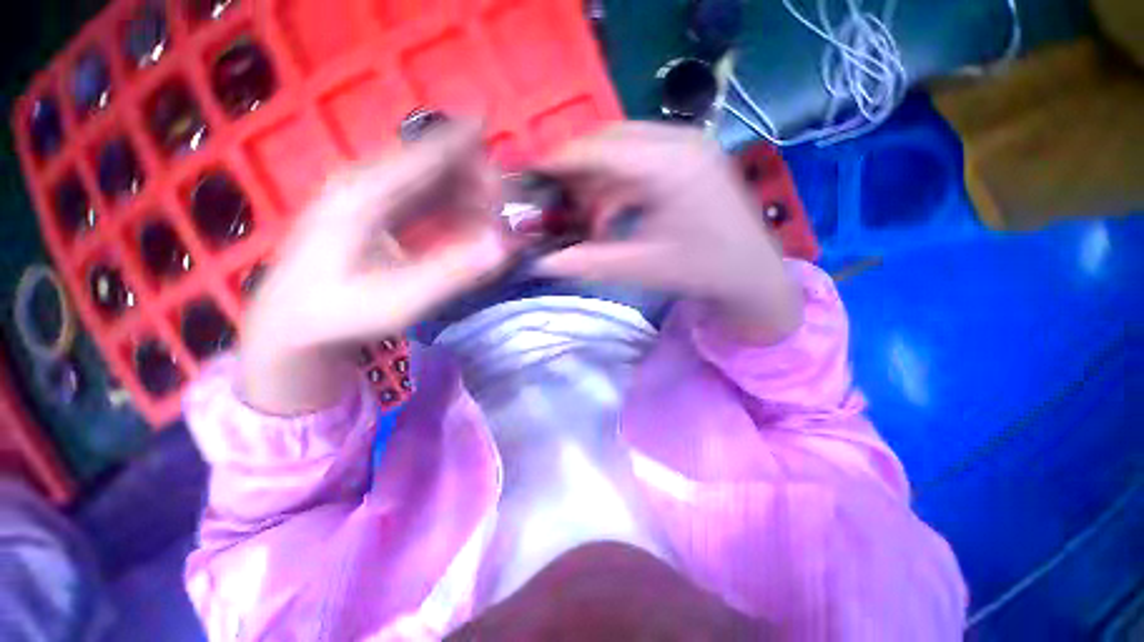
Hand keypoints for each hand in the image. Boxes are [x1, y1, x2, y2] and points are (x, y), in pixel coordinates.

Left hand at [240, 122, 513, 414]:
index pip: (427, 153)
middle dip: (475, 180)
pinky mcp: (373, 210)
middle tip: (502, 213)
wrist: (293, 323)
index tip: (498, 142)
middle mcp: (367, 182)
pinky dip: (451, 207)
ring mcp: (368, 194)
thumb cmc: (341, 312)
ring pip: (430, 179)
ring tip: (491, 222)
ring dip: (466, 195)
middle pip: (432, 162)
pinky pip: (422, 197)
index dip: (466, 142)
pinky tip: (467, 226)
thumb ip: (456, 272)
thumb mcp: (401, 300)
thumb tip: (504, 245)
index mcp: (367, 193)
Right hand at [536, 123, 800, 341]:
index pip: (600, 147)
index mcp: (670, 164)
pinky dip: (619, 184)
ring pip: (625, 148)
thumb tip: (542, 263)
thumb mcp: (640, 267)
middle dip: (578, 168)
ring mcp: (690, 145)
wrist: (752, 275)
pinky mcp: (691, 157)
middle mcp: (681, 141)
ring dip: (599, 178)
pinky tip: (612, 213)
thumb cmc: (701, 271)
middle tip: (554, 195)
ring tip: (584, 213)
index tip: (530, 172)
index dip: (561, 158)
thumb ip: (587, 262)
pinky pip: (642, 160)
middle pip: (610, 139)